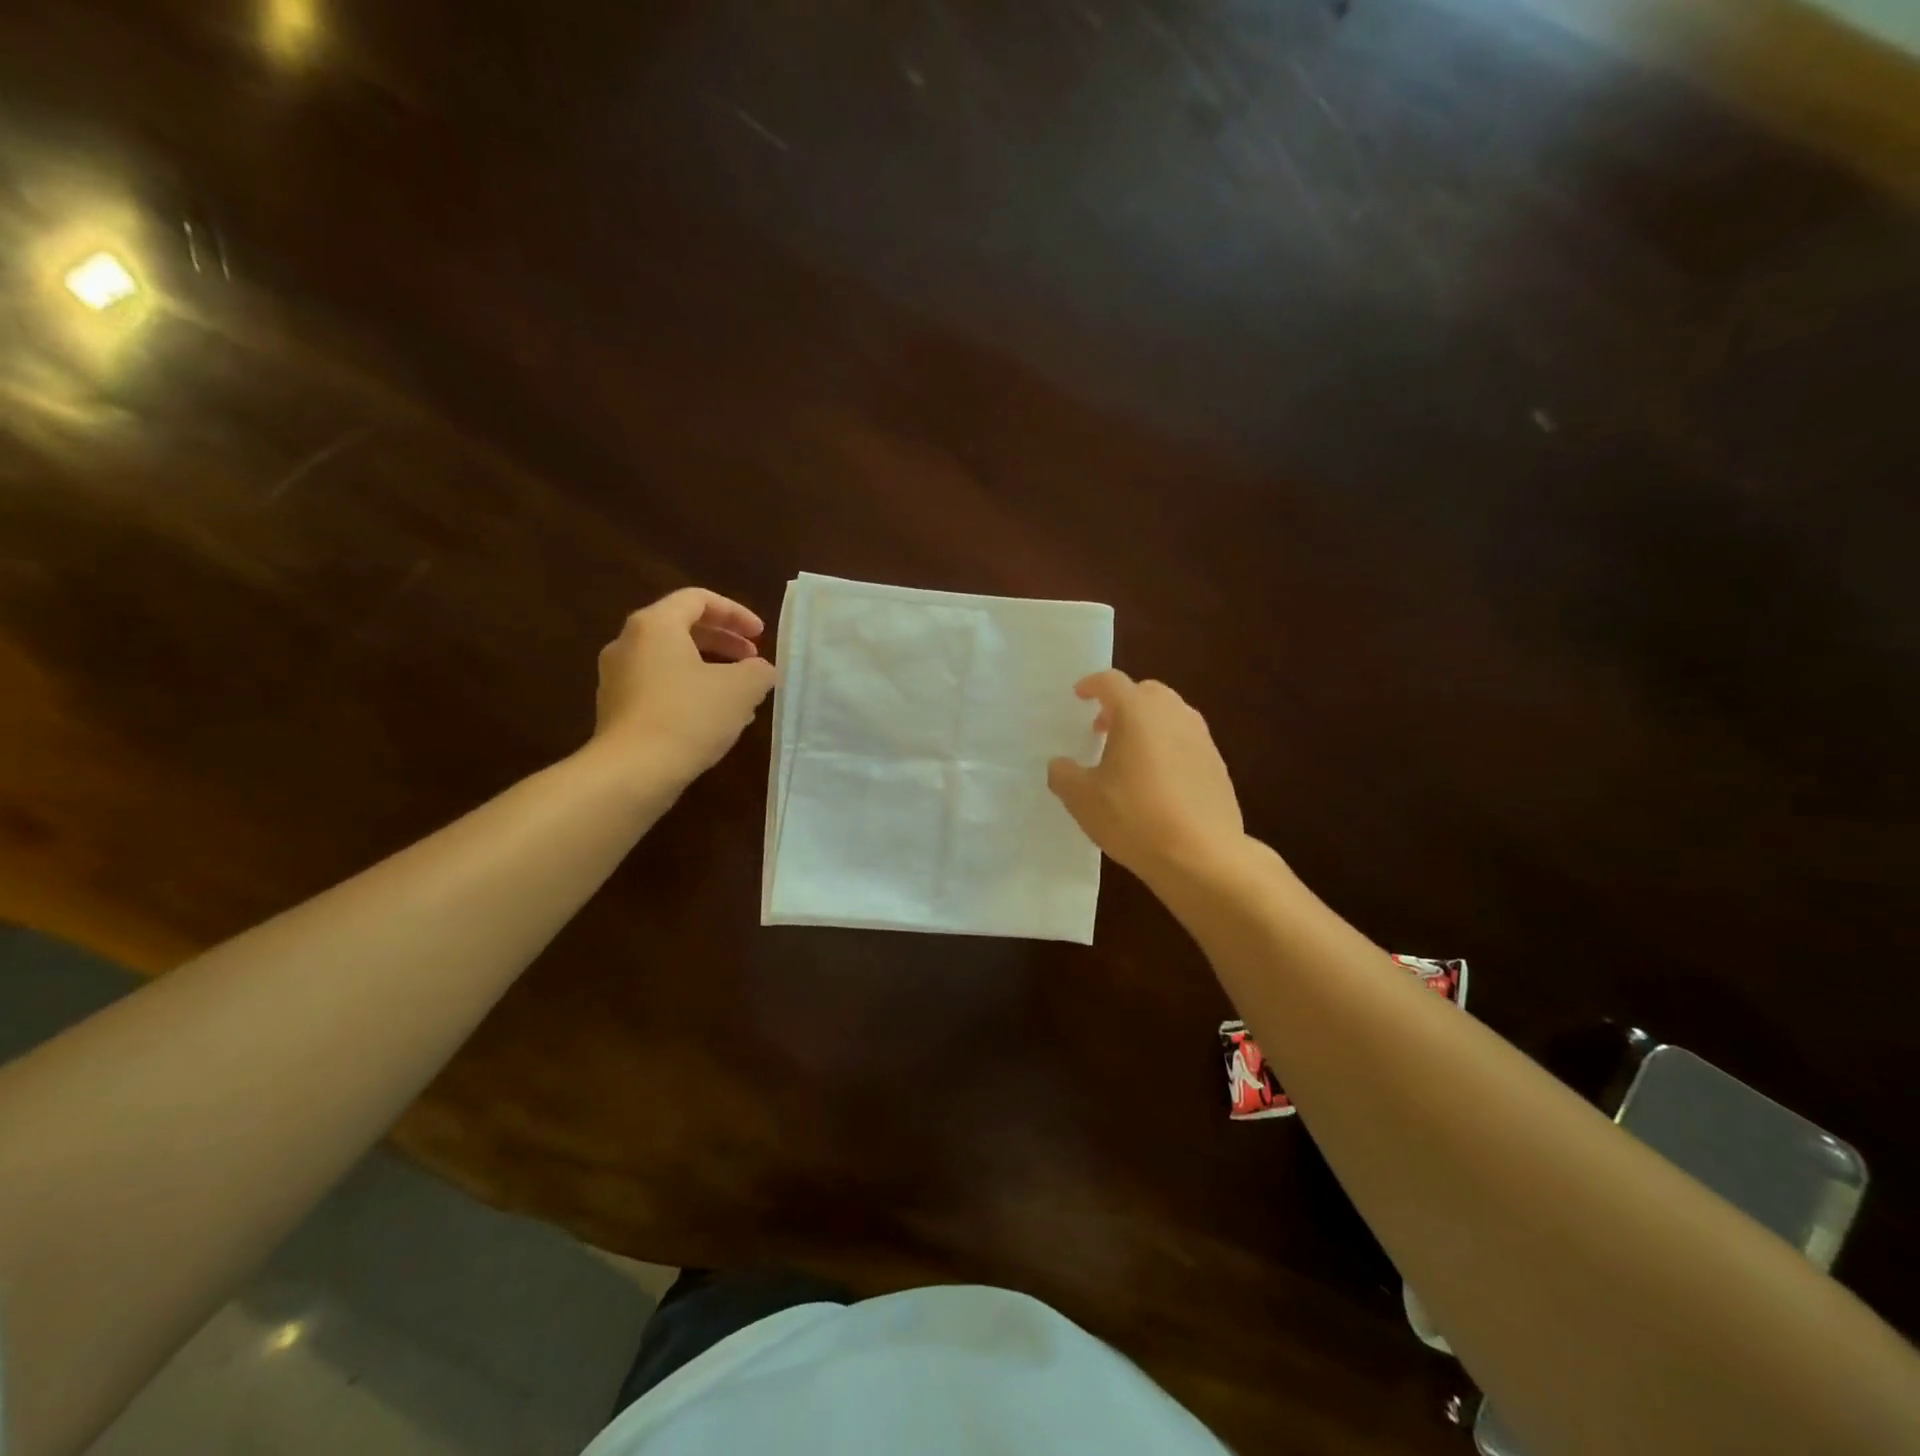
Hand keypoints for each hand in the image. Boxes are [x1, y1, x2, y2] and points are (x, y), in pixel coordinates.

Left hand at [592, 588, 776, 782]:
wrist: (632, 771)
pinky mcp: (616, 709)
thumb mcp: (741, 689)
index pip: (698, 600)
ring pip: (671, 660)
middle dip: (723, 642)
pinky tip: (714, 719)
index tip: (761, 635)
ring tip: (740, 695)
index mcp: (655, 625)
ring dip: (710, 670)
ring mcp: (617, 678)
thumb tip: (760, 670)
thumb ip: (758, 671)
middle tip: (753, 660)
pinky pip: (659, 687)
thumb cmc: (689, 716)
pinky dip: (690, 691)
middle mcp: (628, 643)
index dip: (736, 613)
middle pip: (682, 628)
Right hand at [1047, 671, 1244, 885]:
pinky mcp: (1218, 765)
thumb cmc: (1134, 818)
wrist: (1202, 855)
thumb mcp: (1082, 800)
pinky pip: (1186, 742)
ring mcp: (1201, 738)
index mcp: (1137, 712)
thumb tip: (1060, 765)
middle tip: (1103, 729)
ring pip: (1170, 715)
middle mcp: (1173, 714)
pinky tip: (1157, 782)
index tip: (1079, 696)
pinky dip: (1168, 748)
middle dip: (1122, 704)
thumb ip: (1063, 775)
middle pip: (1145, 692)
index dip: (1091, 685)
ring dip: (1147, 725)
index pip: (1111, 682)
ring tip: (1129, 757)